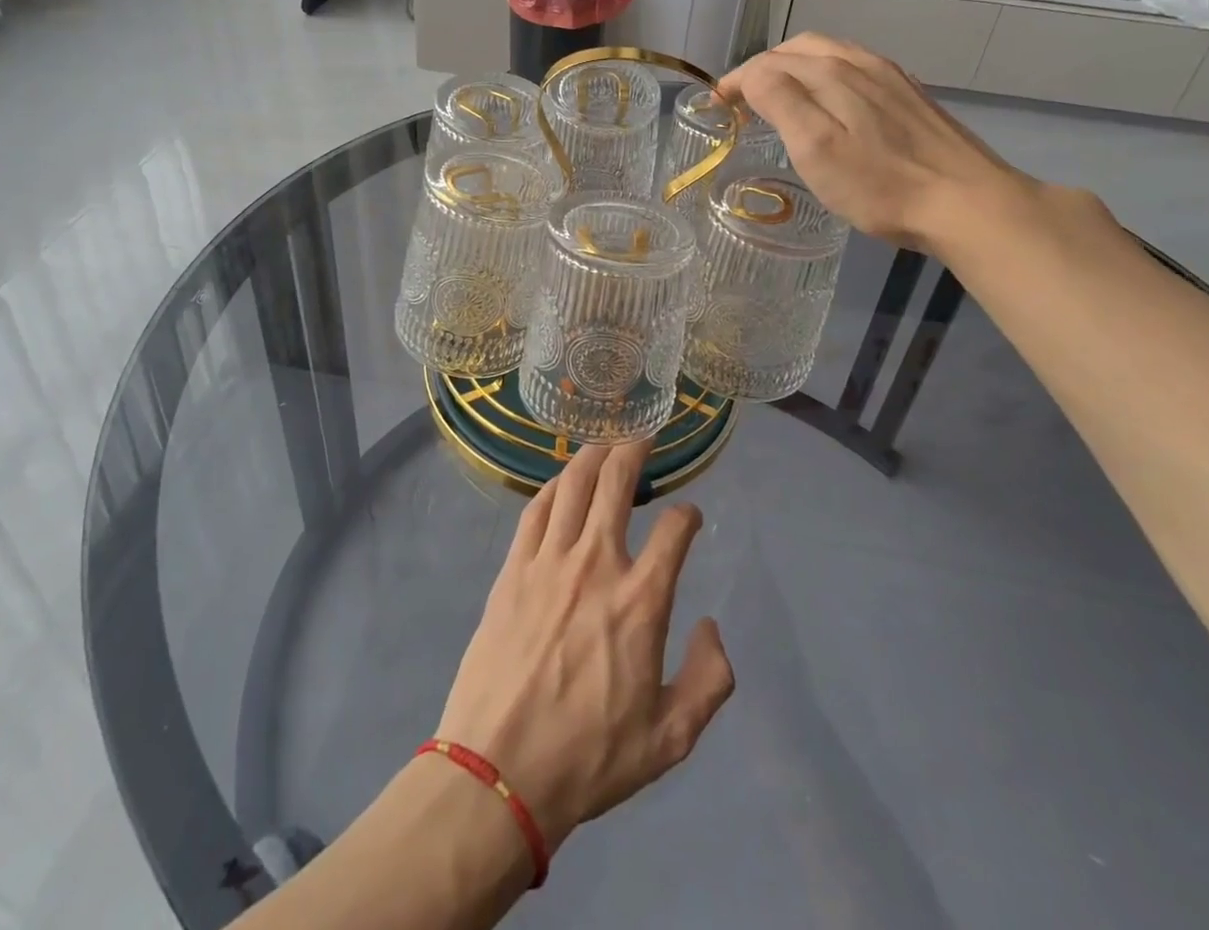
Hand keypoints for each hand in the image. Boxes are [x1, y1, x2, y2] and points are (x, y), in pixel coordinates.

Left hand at [435, 440, 735, 851]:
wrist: (498, 772)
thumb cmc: (589, 758)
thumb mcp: (670, 739)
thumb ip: (709, 680)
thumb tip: (711, 626)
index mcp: (641, 602)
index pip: (675, 531)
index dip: (688, 515)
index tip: (690, 515)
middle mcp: (597, 564)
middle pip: (617, 483)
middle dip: (635, 450)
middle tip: (644, 436)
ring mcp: (549, 561)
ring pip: (573, 484)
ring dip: (593, 456)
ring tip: (606, 443)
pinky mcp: (513, 569)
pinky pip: (535, 510)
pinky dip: (552, 486)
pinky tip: (560, 482)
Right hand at [717, 32, 1027, 254]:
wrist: (965, 202)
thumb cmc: (880, 184)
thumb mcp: (815, 147)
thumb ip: (780, 101)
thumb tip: (752, 76)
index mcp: (831, 73)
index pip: (768, 63)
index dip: (736, 80)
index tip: (715, 106)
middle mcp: (860, 63)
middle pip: (799, 49)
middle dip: (763, 67)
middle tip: (741, 99)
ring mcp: (890, 77)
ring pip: (830, 55)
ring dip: (794, 68)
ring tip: (777, 96)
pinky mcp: (910, 96)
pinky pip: (855, 69)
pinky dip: (825, 76)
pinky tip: (829, 103)